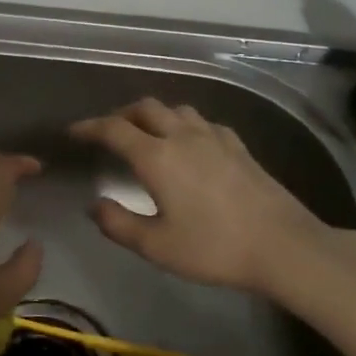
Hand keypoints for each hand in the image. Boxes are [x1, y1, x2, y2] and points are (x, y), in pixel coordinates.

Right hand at [70, 98, 334, 290]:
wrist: (282, 245)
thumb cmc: (213, 248)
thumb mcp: (156, 246)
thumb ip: (118, 224)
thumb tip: (94, 205)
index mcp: (156, 156)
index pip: (113, 129)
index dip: (89, 127)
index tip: (73, 132)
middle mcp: (182, 136)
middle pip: (145, 108)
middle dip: (121, 114)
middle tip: (108, 131)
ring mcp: (213, 137)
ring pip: (176, 110)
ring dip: (154, 115)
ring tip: (146, 133)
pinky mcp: (237, 145)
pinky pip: (202, 122)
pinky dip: (184, 125)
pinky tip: (190, 143)